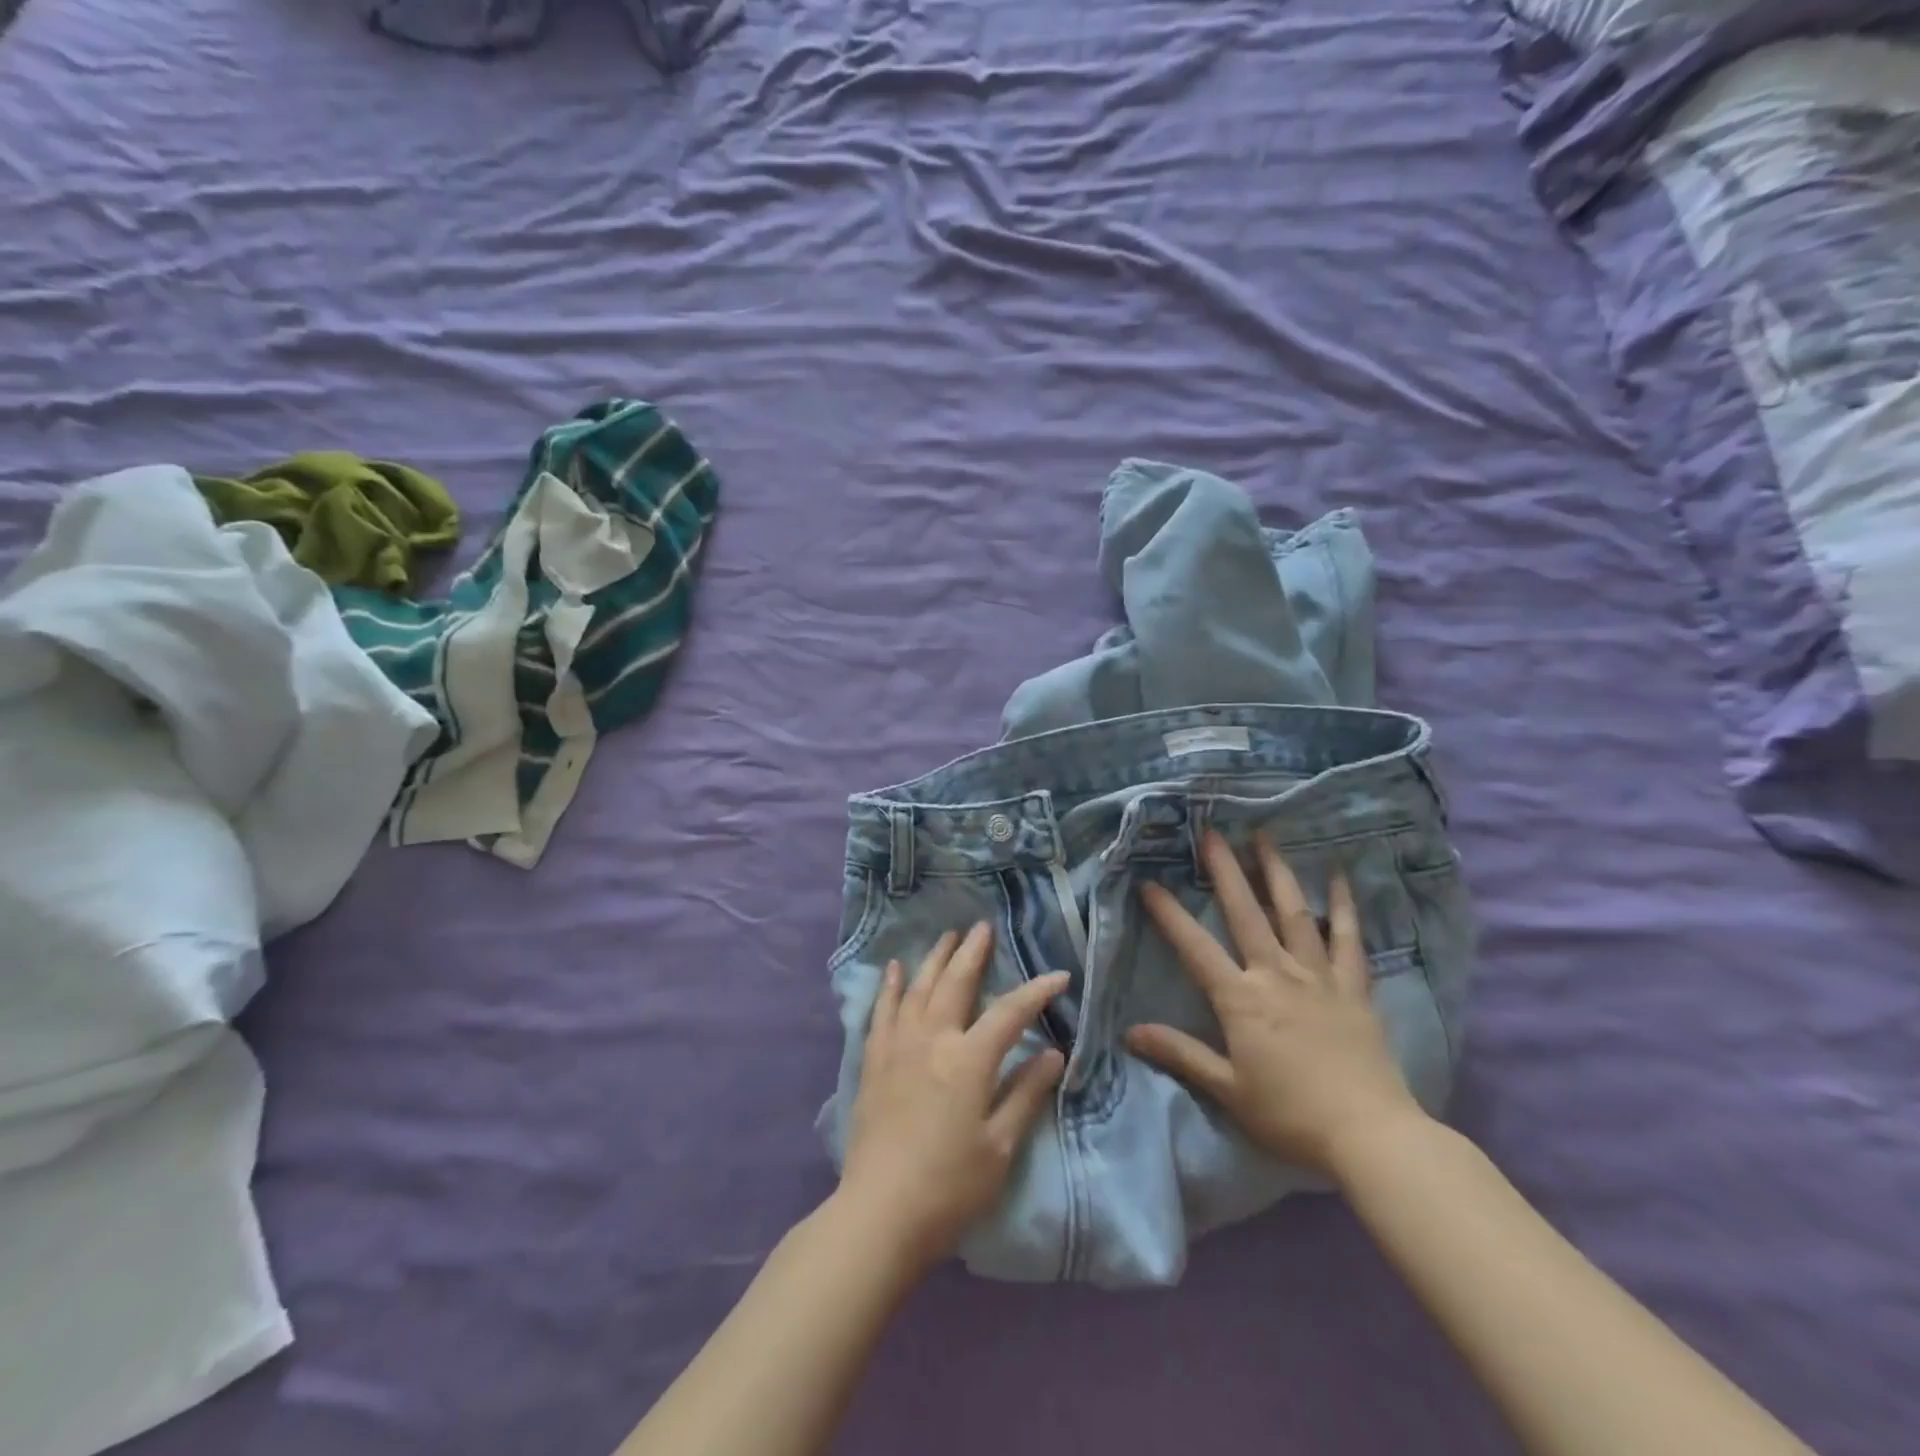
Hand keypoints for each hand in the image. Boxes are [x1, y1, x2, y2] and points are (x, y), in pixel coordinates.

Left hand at [837, 924, 1068, 1273]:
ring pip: (919, 988)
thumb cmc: (950, 1187)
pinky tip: (895, 969)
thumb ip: (1026, 1094)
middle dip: (973, 952)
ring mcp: (898, 1046)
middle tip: (982, 927)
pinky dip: (891, 986)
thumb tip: (1054, 1053)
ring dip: (935, 958)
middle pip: (956, 983)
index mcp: (969, 1060)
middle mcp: (933, 1039)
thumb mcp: (1001, 1147)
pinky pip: (882, 1011)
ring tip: (946, 936)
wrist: (879, 1213)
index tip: (1059, 976)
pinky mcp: (874, 1061)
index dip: (1037, 991)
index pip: (1011, 1013)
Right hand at [1126, 831, 1426, 1179]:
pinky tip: (1340, 877)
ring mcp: (1319, 977)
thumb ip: (1180, 1054)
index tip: (1148, 883)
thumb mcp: (1227, 1089)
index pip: (1195, 947)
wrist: (1371, 1137)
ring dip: (1277, 872)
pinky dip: (1343, 906)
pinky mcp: (1354, 988)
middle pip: (1246, 913)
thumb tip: (1130, 1032)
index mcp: (1241, 999)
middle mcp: (1277, 974)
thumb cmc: (1291, 1115)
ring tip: (1264, 837)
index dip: (1169, 914)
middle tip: (1211, 832)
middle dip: (1225, 871)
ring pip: (1294, 913)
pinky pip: (1349, 939)